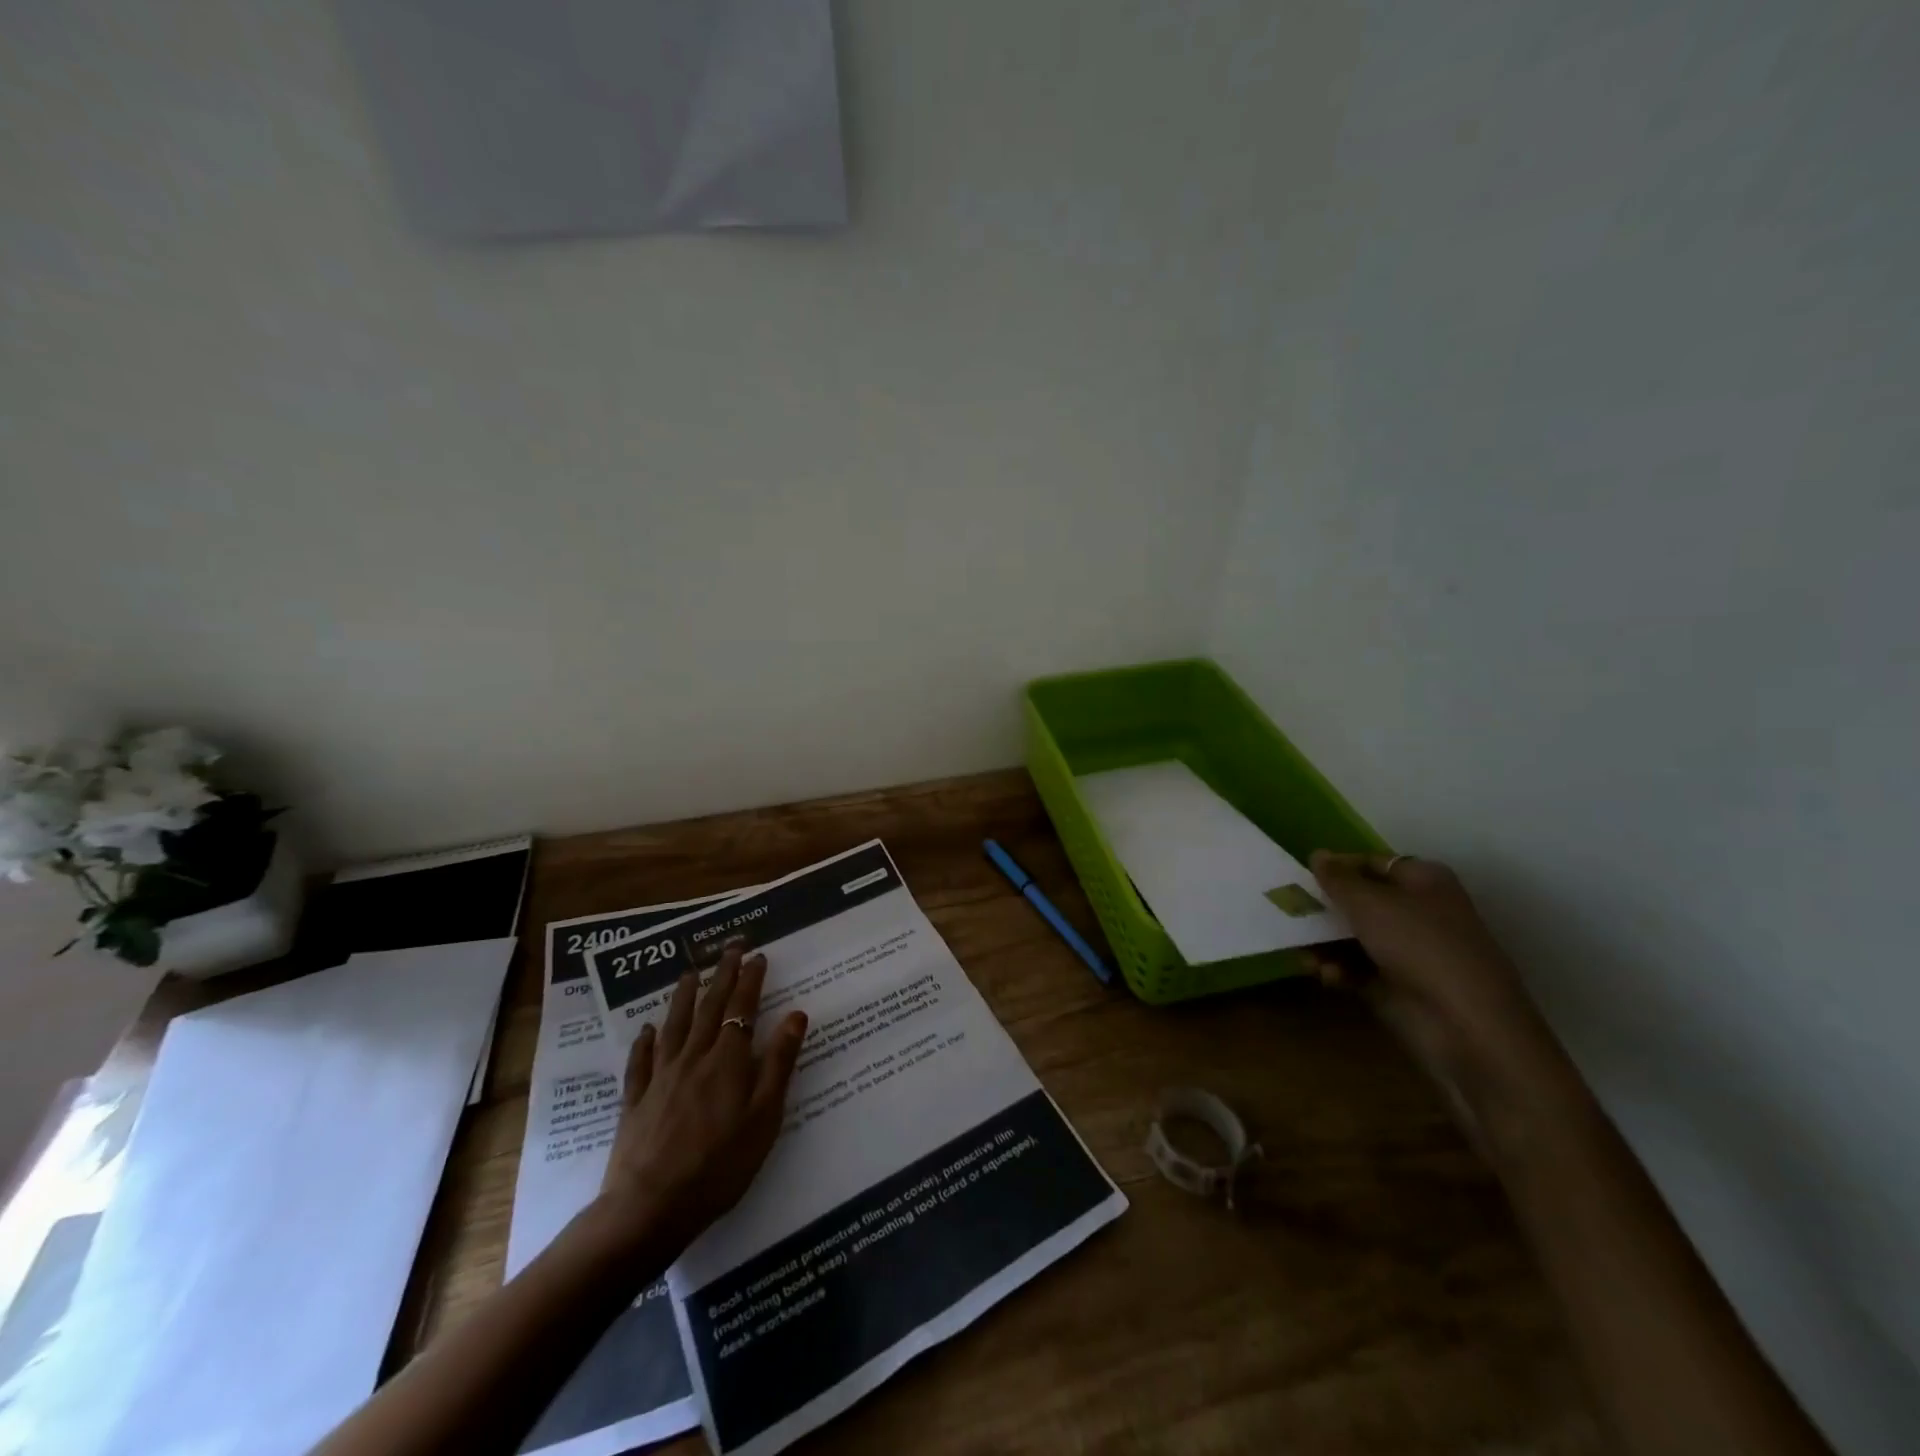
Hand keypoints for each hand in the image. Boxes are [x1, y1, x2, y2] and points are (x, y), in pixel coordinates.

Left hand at [596, 940, 807, 1251]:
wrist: (651, 1207)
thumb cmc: (720, 1166)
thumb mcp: (764, 1116)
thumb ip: (779, 1062)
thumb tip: (796, 1013)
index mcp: (728, 1061)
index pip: (742, 1009)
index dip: (750, 980)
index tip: (758, 955)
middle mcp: (694, 1058)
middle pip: (710, 1008)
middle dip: (722, 975)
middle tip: (729, 947)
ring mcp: (661, 1078)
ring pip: (674, 1026)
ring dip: (684, 996)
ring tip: (690, 973)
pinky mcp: (636, 1101)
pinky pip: (641, 1063)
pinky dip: (645, 1042)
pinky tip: (647, 1030)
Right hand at [1306, 852, 1565, 1130]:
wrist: (1467, 1028)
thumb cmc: (1420, 947)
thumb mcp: (1370, 904)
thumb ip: (1338, 879)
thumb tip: (1317, 854)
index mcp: (1424, 881)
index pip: (1373, 863)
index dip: (1338, 868)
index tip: (1301, 876)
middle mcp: (1420, 912)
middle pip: (1362, 902)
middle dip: (1326, 910)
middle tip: (1290, 913)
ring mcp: (1411, 953)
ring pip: (1356, 938)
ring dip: (1327, 945)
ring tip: (1304, 955)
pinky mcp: (1400, 987)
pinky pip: (1360, 970)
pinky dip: (1340, 970)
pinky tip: (1326, 976)